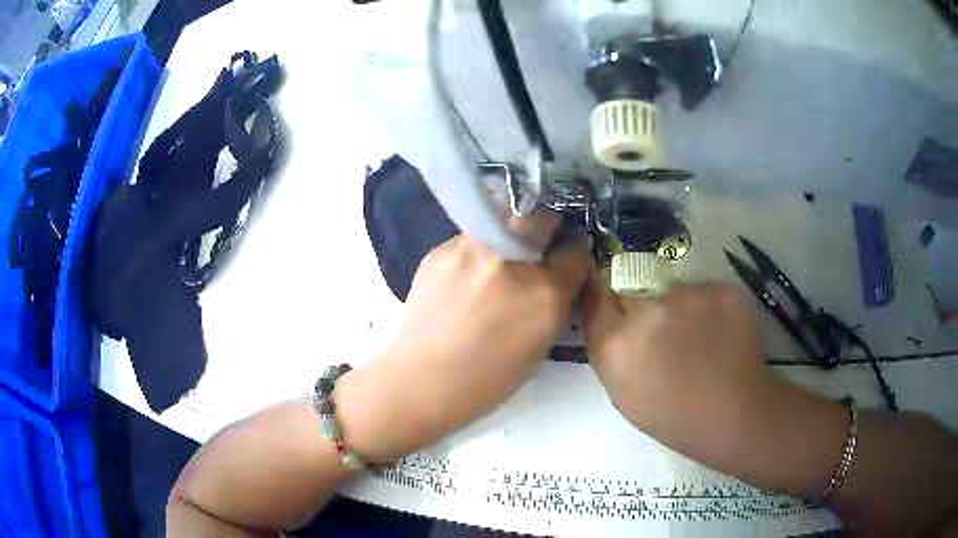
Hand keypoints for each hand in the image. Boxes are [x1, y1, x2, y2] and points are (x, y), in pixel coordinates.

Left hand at [337, 215, 590, 461]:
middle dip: (546, 229)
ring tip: (493, 268)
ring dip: (506, 241)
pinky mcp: (440, 251)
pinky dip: (475, 255)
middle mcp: (510, 262)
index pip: (574, 252)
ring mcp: (471, 251)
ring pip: (501, 225)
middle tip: (537, 247)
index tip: (567, 257)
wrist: (422, 382)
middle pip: (540, 220)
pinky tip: (464, 280)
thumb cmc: (487, 380)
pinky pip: (469, 241)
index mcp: (544, 293)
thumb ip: (554, 304)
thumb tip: (556, 277)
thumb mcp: (540, 346)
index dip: (574, 255)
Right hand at [582, 277, 791, 465]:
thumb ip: (610, 351)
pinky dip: (708, 309)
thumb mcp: (624, 393)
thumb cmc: (674, 418)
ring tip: (698, 338)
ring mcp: (687, 296)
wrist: (736, 416)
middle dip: (640, 304)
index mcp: (616, 343)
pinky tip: (720, 335)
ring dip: (678, 307)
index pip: (594, 295)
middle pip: (632, 288)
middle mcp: (647, 311)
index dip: (602, 296)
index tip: (611, 301)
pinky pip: (704, 292)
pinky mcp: (720, 290)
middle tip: (661, 330)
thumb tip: (610, 320)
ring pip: (673, 290)